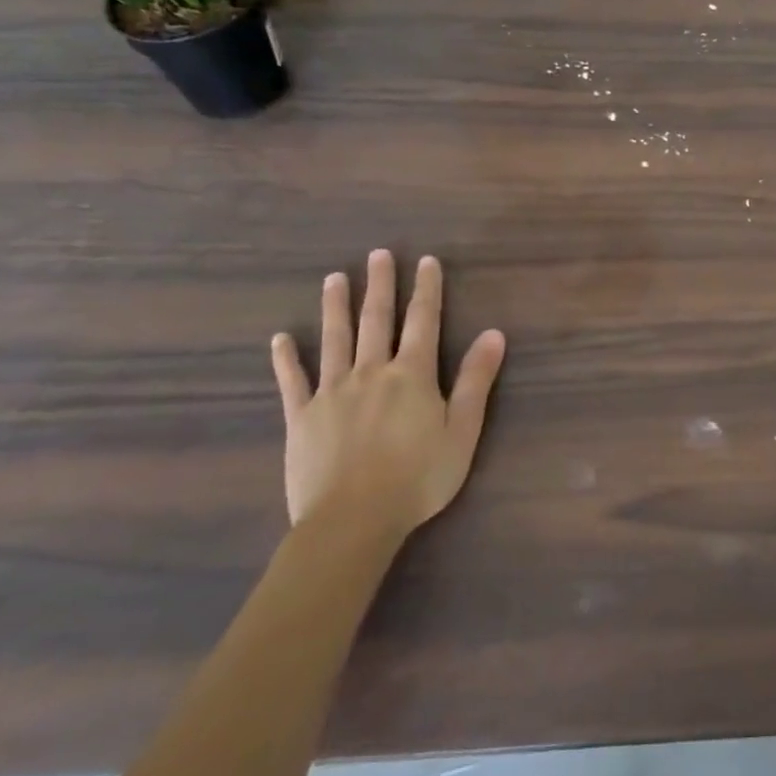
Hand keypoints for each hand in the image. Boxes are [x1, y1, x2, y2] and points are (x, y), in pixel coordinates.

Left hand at [272, 250, 506, 551]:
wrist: (353, 520)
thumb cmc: (419, 477)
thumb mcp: (463, 430)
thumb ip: (476, 380)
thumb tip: (494, 334)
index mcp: (412, 375)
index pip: (422, 322)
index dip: (426, 290)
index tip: (425, 261)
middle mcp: (371, 372)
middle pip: (376, 320)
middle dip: (379, 285)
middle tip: (377, 255)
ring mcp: (332, 392)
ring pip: (334, 340)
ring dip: (335, 307)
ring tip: (334, 279)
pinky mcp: (301, 417)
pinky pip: (292, 381)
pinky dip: (286, 359)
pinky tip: (281, 339)